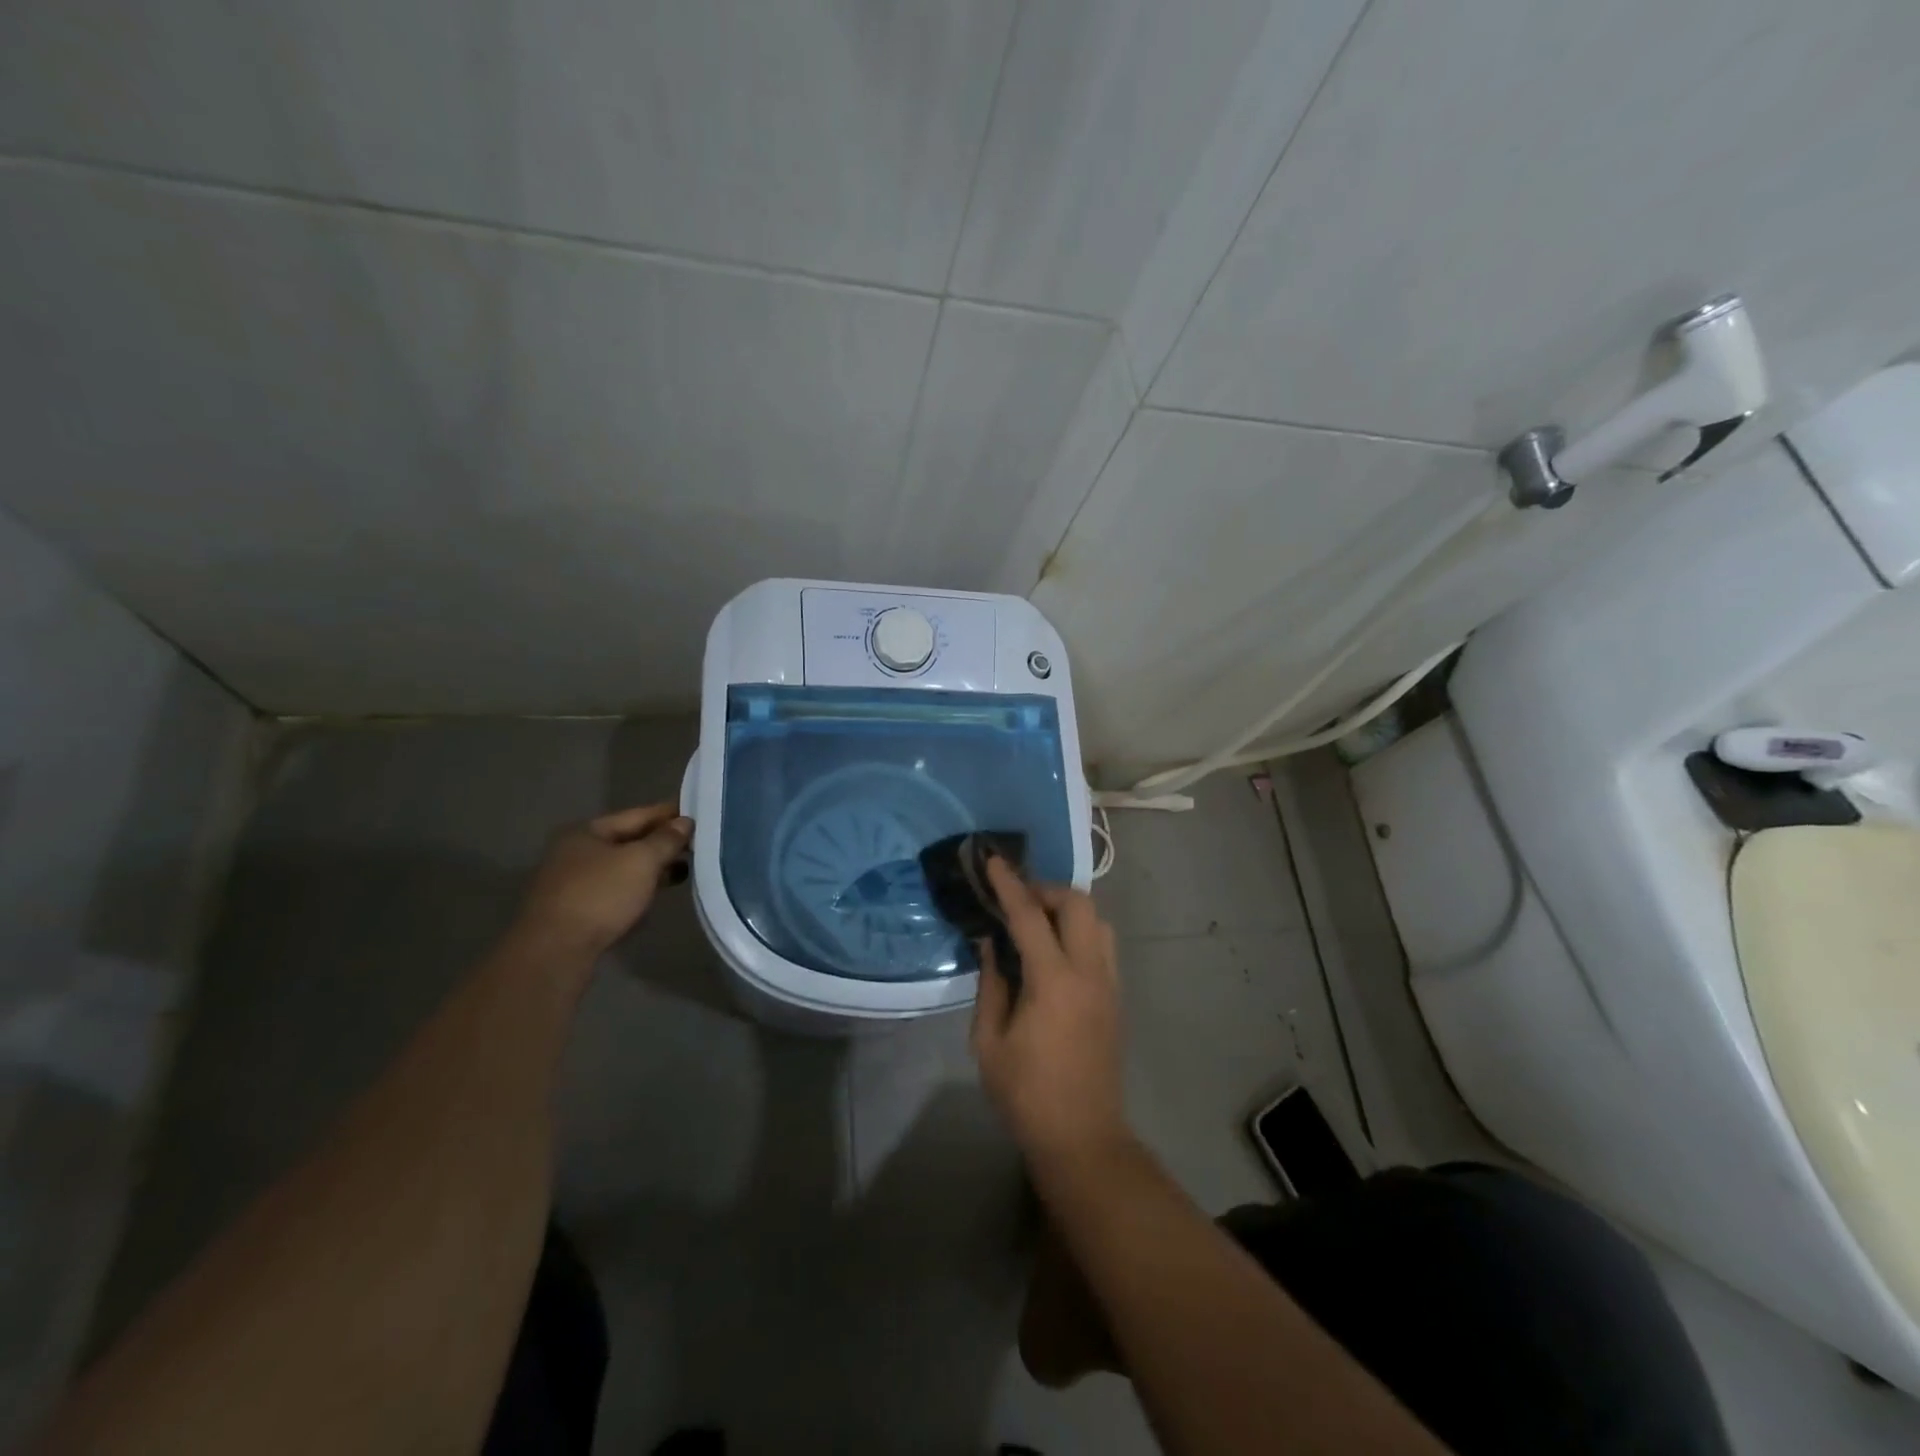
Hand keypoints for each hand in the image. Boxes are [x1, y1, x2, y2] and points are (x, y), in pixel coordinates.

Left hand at [515, 802, 692, 954]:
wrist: (555, 952)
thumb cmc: (600, 896)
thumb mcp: (641, 861)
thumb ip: (666, 839)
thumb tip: (685, 822)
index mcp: (587, 832)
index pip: (638, 815)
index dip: (669, 813)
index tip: (699, 813)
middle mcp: (576, 852)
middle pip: (629, 841)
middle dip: (662, 843)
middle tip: (698, 844)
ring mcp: (573, 883)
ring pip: (623, 868)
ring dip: (652, 868)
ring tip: (685, 870)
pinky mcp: (576, 911)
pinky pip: (616, 891)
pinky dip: (638, 889)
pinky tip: (656, 896)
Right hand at [970, 858, 1128, 1161]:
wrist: (1083, 1137)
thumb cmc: (1027, 1094)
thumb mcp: (989, 1042)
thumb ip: (991, 984)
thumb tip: (991, 944)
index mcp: (1054, 982)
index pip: (1030, 917)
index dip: (1009, 885)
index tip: (993, 860)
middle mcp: (1090, 973)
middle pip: (1079, 905)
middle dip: (1046, 890)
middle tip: (1016, 901)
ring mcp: (1110, 984)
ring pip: (1098, 921)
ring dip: (1068, 909)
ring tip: (1037, 923)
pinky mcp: (1117, 998)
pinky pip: (1103, 945)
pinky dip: (1081, 931)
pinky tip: (1056, 951)